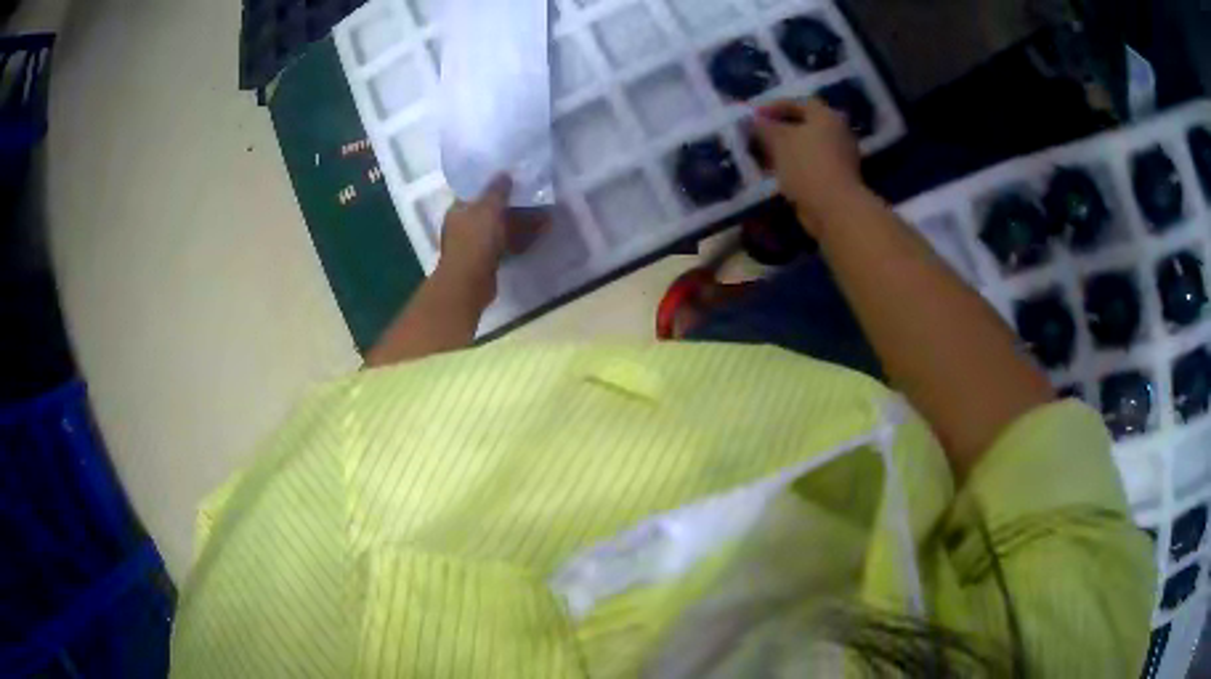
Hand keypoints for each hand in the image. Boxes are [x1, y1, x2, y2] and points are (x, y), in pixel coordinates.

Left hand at [437, 175, 546, 304]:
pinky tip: (539, 235)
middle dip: (513, 205)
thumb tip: (504, 173)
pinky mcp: (487, 260)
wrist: (469, 283)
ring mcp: (475, 244)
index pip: (475, 191)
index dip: (493, 184)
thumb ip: (497, 190)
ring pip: (501, 228)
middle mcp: (464, 225)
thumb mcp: (488, 208)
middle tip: (534, 197)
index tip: (513, 178)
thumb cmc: (475, 240)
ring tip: (544, 216)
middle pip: (490, 210)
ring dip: (521, 223)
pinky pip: (506, 244)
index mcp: (458, 209)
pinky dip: (520, 239)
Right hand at [753, 99, 863, 236]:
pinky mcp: (837, 178)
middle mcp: (837, 132)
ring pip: (806, 146)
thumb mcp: (778, 140)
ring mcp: (840, 156)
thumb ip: (763, 127)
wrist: (834, 208)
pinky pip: (810, 165)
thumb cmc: (806, 165)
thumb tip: (752, 120)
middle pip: (803, 125)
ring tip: (762, 155)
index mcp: (826, 116)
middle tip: (757, 135)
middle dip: (778, 129)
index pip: (798, 103)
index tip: (753, 116)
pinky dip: (794, 165)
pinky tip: (776, 173)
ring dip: (784, 149)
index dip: (773, 106)